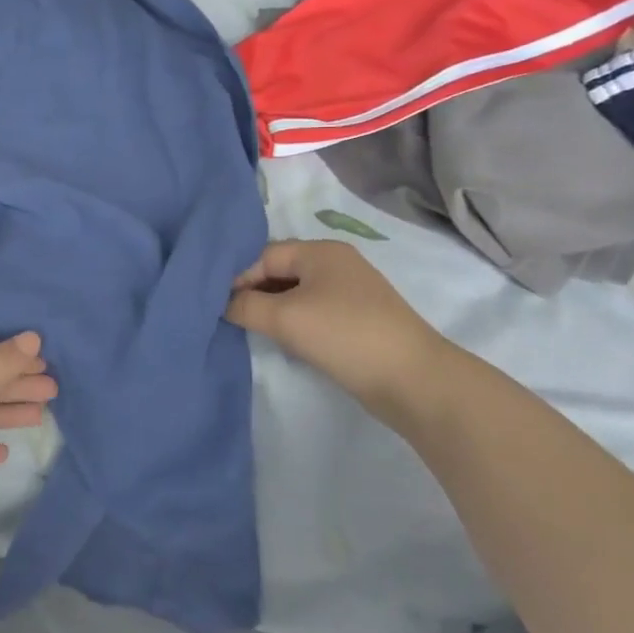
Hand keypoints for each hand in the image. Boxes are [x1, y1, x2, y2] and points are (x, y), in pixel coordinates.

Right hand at [225, 240, 447, 421]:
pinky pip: (314, 311)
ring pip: (296, 293)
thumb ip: (246, 306)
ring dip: (273, 309)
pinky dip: (295, 322)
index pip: (264, 255)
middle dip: (254, 292)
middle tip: (231, 318)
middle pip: (280, 270)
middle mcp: (336, 263)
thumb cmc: (345, 336)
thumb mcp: (285, 319)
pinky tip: (286, 341)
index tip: (217, 305)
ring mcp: (351, 291)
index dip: (238, 277)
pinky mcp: (359, 319)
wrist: (415, 381)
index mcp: (320, 251)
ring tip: (254, 330)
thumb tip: (222, 302)